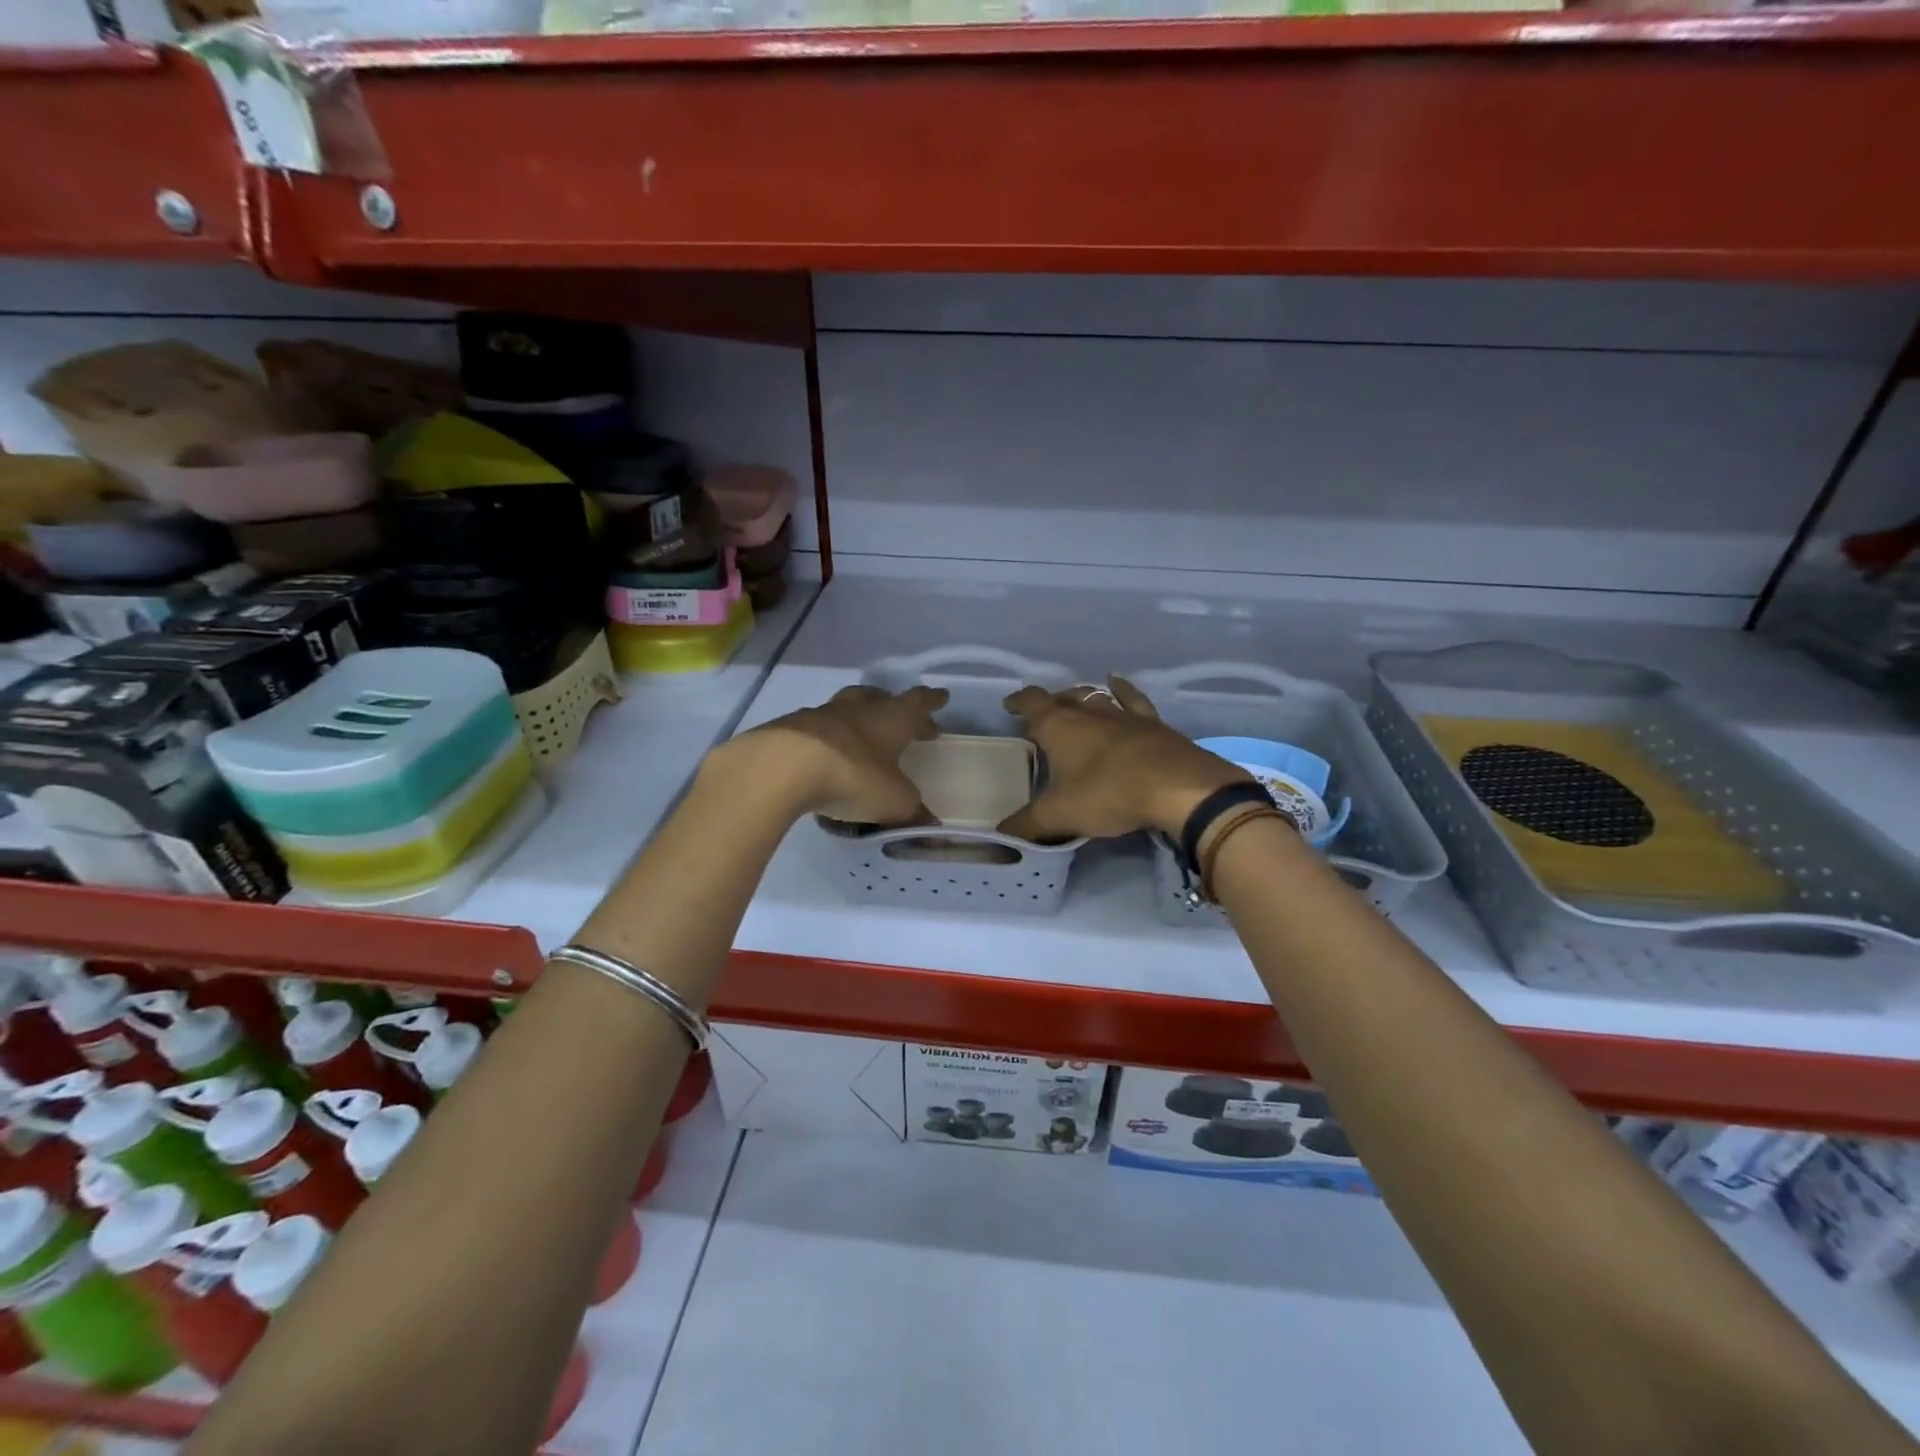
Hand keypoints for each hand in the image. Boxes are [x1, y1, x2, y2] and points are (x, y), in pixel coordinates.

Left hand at [733, 684, 948, 823]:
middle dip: (894, 706)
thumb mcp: (893, 801)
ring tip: (862, 735)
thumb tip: (930, 824)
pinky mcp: (790, 729)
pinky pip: (816, 729)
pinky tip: (824, 755)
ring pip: (846, 708)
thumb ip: (912, 811)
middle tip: (903, 719)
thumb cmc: (852, 776)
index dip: (931, 701)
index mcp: (891, 719)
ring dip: (858, 718)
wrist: (782, 767)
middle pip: (879, 698)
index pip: (918, 703)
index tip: (941, 696)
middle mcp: (858, 709)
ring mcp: (821, 715)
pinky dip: (827, 738)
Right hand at [997, 676, 1251, 841]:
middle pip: (1062, 698)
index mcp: (1059, 726)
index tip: (1009, 706)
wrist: (1177, 787)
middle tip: (1041, 721)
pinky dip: (1120, 690)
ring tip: (1073, 705)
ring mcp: (1123, 714)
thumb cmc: (1109, 794)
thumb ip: (1027, 825)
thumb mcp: (1060, 815)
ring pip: (1094, 697)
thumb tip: (1002, 835)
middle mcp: (1089, 711)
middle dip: (1048, 706)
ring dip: (1080, 699)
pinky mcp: (1152, 723)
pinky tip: (1116, 684)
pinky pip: (1131, 699)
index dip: (1018, 702)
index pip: (1032, 702)